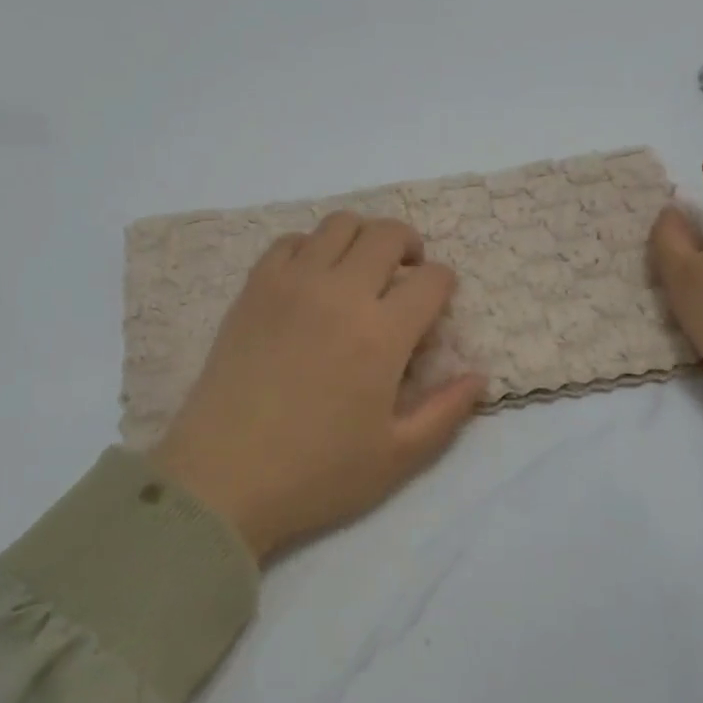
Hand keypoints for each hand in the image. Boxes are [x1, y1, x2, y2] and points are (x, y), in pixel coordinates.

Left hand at [150, 211, 487, 559]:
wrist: (223, 477)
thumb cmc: (316, 473)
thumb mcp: (397, 456)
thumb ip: (446, 411)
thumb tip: (479, 375)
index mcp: (382, 334)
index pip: (431, 279)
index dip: (444, 285)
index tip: (436, 305)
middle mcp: (340, 293)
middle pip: (387, 234)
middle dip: (409, 246)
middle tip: (406, 275)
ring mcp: (292, 284)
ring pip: (338, 225)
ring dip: (362, 239)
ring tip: (360, 270)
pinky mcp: (254, 288)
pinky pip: (289, 241)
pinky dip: (311, 248)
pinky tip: (311, 280)